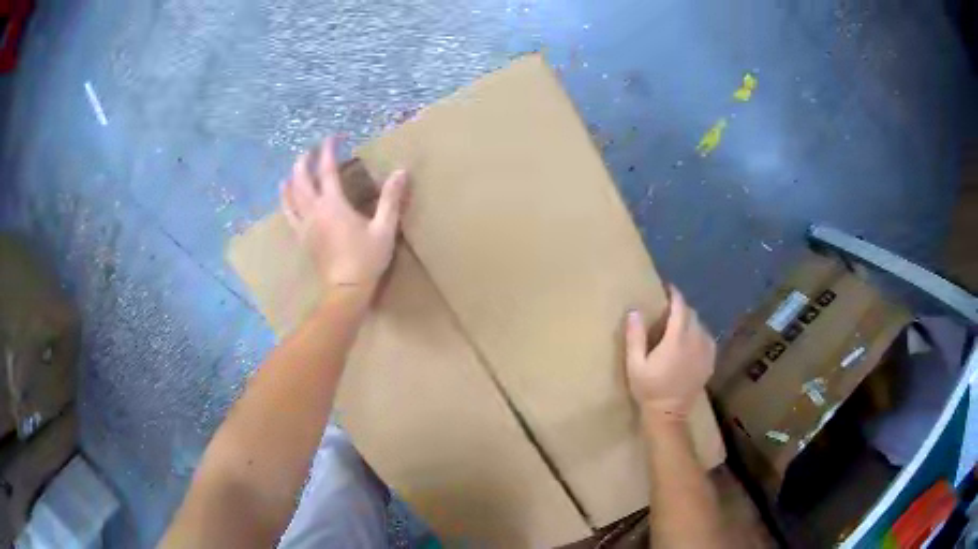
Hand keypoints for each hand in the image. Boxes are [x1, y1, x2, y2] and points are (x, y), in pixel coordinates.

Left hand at [281, 137, 407, 294]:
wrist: (346, 290)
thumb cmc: (366, 259)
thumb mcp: (384, 229)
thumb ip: (391, 199)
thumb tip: (402, 171)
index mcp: (333, 205)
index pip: (327, 170)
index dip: (329, 150)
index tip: (333, 137)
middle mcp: (314, 211)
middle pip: (302, 179)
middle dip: (305, 160)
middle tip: (311, 150)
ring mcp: (304, 225)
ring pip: (290, 195)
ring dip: (291, 178)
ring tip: (293, 169)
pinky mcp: (301, 237)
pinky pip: (288, 213)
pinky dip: (285, 200)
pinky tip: (286, 195)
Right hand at [625, 286, 715, 419]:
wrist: (669, 414)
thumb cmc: (649, 389)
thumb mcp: (635, 364)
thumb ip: (635, 337)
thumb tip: (634, 311)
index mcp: (677, 339)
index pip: (680, 307)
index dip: (675, 295)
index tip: (667, 288)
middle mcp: (695, 341)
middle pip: (692, 314)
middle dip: (681, 308)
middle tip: (669, 310)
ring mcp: (705, 352)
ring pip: (701, 326)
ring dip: (690, 321)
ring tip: (679, 326)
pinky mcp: (709, 362)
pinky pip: (707, 339)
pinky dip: (699, 334)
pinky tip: (691, 342)